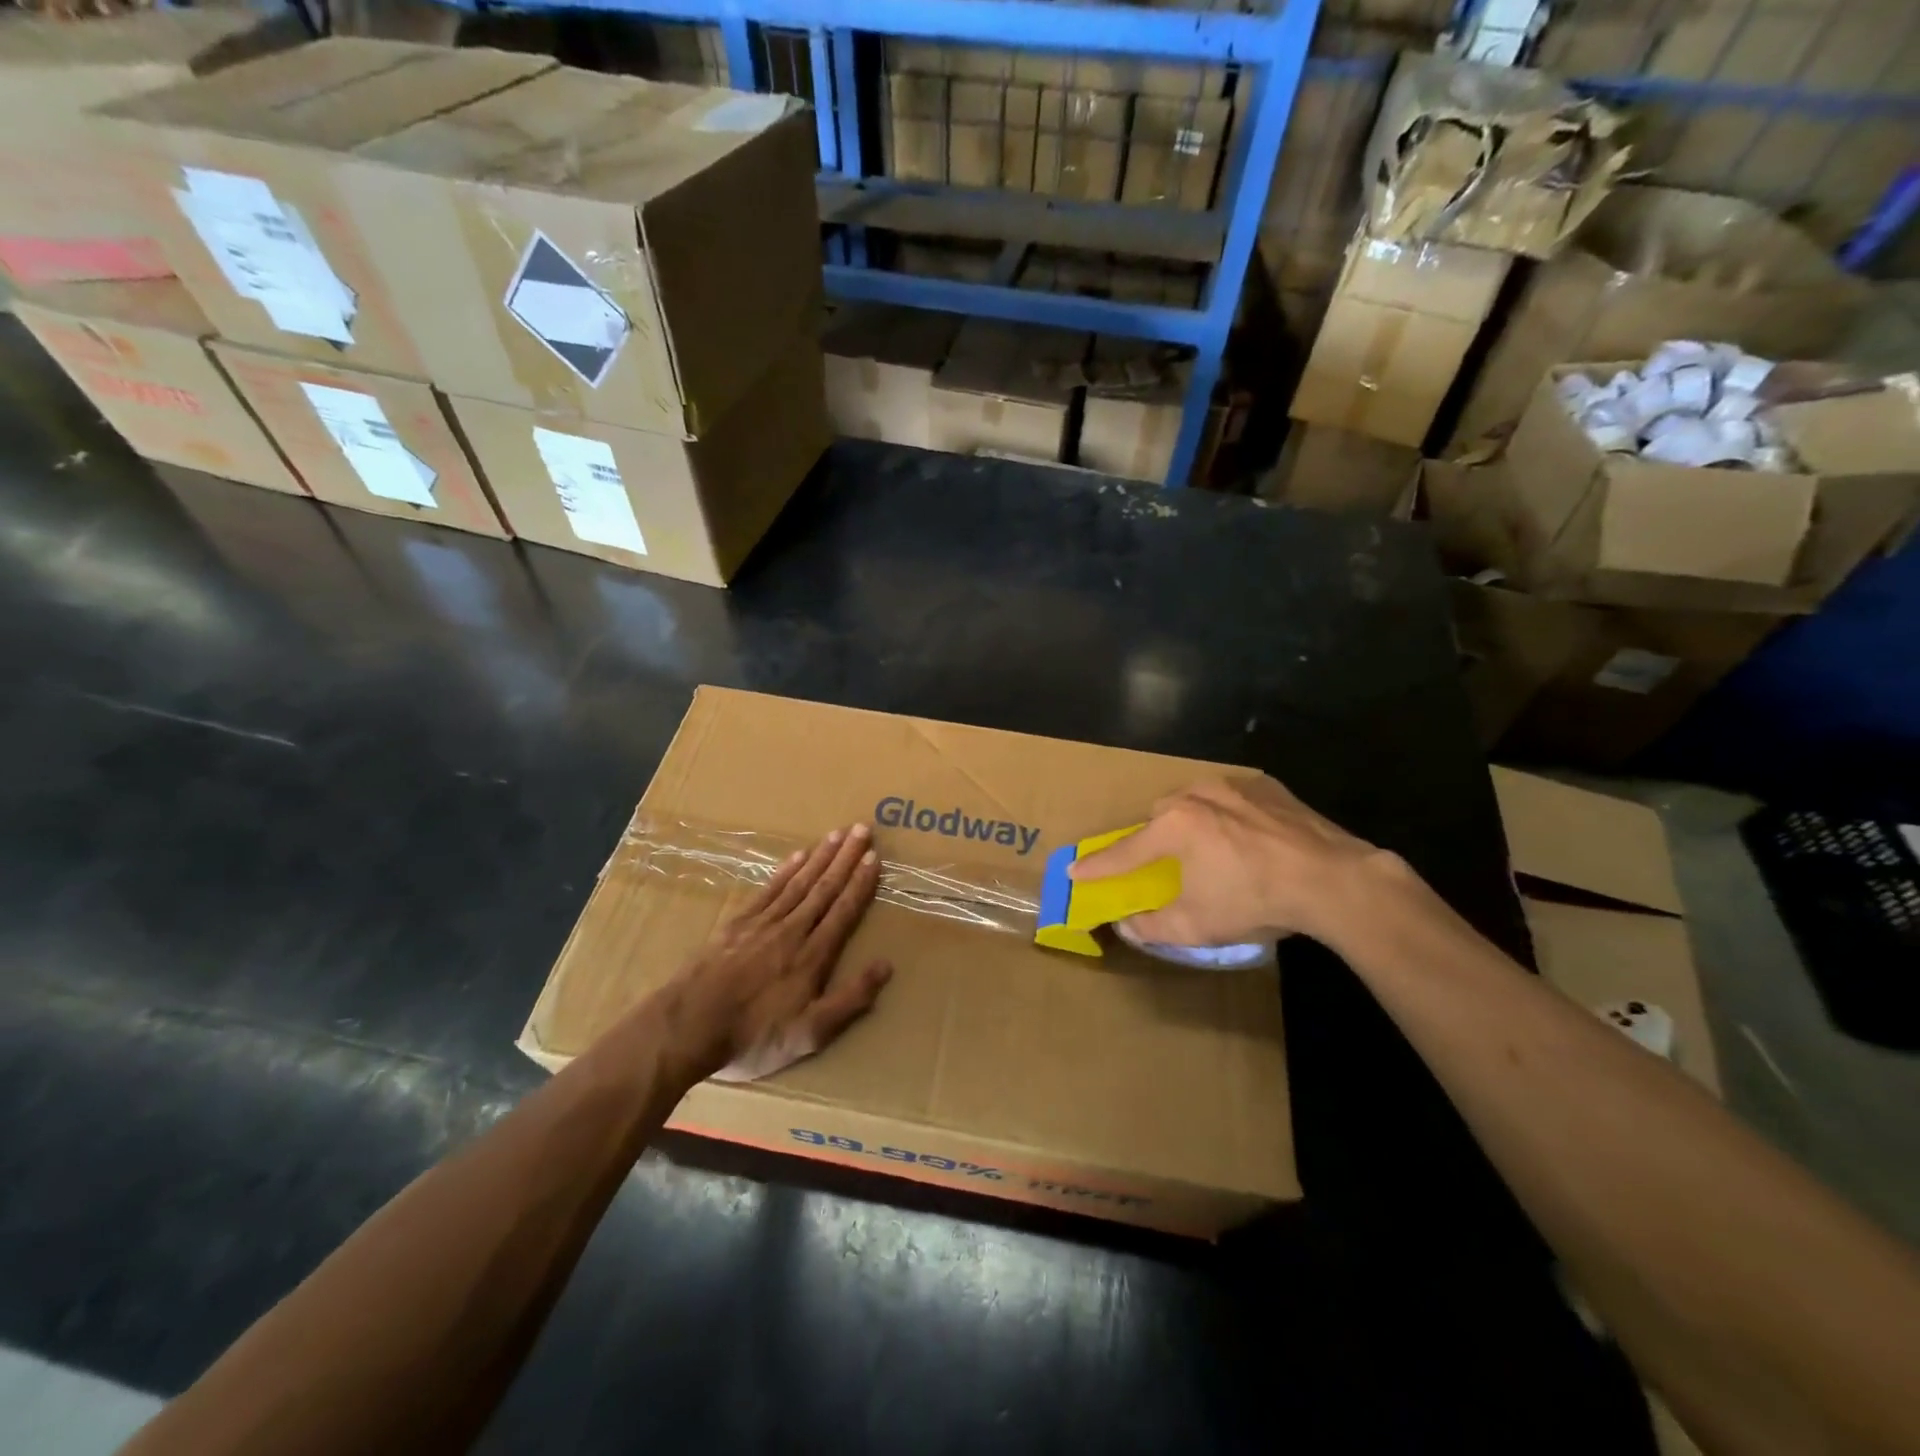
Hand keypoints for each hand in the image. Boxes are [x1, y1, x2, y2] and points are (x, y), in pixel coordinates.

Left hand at [659, 823, 892, 1083]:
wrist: (689, 1027)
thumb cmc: (754, 1036)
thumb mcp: (810, 1033)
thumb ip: (851, 999)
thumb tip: (886, 965)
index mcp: (813, 956)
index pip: (844, 911)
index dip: (861, 883)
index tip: (874, 857)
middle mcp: (792, 930)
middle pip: (824, 888)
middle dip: (846, 858)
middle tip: (862, 829)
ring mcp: (763, 924)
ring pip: (799, 882)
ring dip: (820, 856)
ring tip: (837, 833)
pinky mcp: (737, 924)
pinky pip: (769, 889)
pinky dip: (786, 870)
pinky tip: (797, 855)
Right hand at [1068, 776, 1399, 947]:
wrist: (1333, 879)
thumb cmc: (1255, 900)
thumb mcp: (1198, 925)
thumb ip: (1153, 926)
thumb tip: (1126, 926)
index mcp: (1174, 827)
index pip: (1124, 851)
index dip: (1097, 865)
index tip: (1073, 869)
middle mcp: (1197, 796)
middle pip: (1160, 815)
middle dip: (1154, 838)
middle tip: (1165, 863)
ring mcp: (1235, 786)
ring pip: (1196, 799)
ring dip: (1192, 821)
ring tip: (1210, 849)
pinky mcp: (1269, 787)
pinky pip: (1234, 798)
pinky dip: (1229, 815)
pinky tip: (1248, 839)